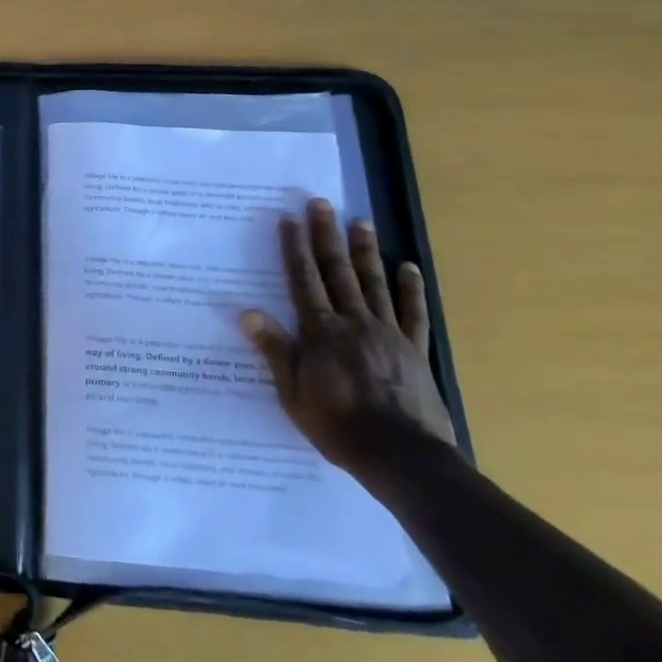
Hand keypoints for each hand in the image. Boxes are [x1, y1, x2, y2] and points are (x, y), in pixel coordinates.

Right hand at [239, 199, 457, 476]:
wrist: (402, 457)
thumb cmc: (337, 426)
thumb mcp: (292, 393)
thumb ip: (274, 350)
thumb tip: (246, 312)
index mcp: (320, 332)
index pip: (303, 281)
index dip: (294, 249)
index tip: (289, 219)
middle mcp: (354, 322)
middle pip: (337, 272)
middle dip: (326, 236)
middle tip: (321, 204)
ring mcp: (388, 333)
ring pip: (374, 283)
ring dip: (365, 250)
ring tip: (360, 221)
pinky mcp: (415, 350)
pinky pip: (413, 313)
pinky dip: (410, 288)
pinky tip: (407, 267)